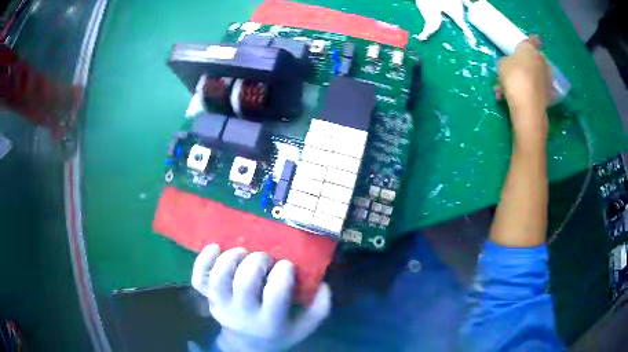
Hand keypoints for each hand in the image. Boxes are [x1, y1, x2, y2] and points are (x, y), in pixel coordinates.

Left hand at [191, 245, 331, 351]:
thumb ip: (318, 308)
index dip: (282, 273)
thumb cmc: (279, 333)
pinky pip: (198, 279)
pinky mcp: (207, 299)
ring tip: (242, 251)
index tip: (287, 264)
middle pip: (244, 284)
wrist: (247, 345)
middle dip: (257, 262)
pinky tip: (215, 246)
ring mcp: (221, 306)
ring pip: (219, 279)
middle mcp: (243, 314)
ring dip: (230, 259)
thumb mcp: (303, 327)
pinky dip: (203, 260)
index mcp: (270, 322)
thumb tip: (324, 284)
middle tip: (265, 257)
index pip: (275, 294)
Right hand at [497, 37, 550, 143]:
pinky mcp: (547, 95)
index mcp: (530, 49)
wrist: (527, 105)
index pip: (533, 40)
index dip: (531, 41)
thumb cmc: (513, 76)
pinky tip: (515, 99)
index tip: (528, 44)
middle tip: (512, 72)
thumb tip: (512, 64)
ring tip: (506, 91)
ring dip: (523, 81)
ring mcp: (546, 79)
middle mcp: (542, 62)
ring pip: (533, 77)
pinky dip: (527, 92)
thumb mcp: (502, 64)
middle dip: (525, 65)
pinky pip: (535, 90)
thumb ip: (508, 61)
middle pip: (534, 60)